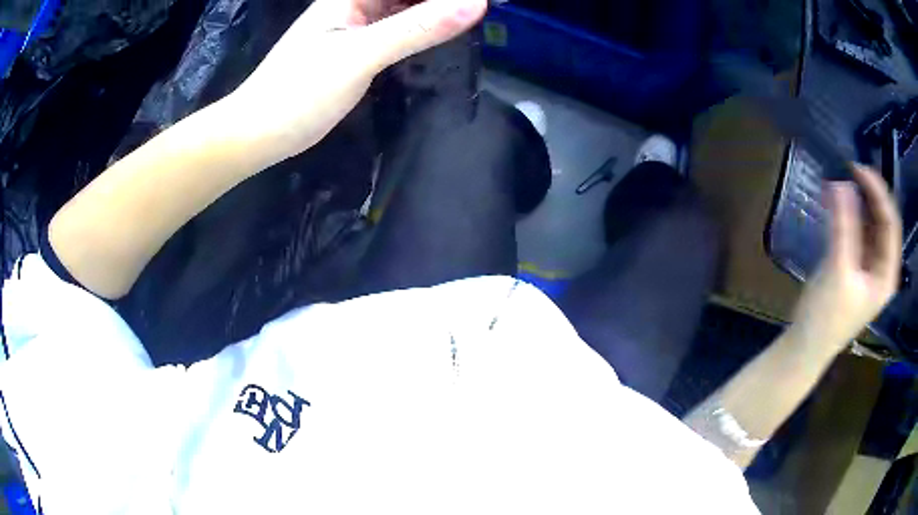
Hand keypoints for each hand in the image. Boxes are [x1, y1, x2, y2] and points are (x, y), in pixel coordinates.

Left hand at [226, 0, 486, 165]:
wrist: (256, 134)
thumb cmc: (297, 92)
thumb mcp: (359, 55)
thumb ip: (417, 28)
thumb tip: (477, 3)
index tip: (483, 3)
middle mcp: (355, 4)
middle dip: (444, 3)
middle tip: (486, 11)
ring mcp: (354, 28)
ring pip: (405, 11)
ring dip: (436, 15)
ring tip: (474, 22)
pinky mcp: (355, 52)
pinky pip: (397, 33)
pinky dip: (421, 35)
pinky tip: (442, 41)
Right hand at [790, 165, 902, 351]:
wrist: (806, 346)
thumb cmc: (827, 317)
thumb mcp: (838, 271)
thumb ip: (844, 227)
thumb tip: (842, 182)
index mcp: (887, 274)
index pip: (891, 223)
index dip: (879, 193)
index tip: (858, 169)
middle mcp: (882, 267)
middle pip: (883, 221)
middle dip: (869, 194)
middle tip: (850, 169)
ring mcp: (868, 265)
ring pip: (870, 223)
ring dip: (858, 201)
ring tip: (841, 179)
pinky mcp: (854, 264)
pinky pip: (857, 230)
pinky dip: (848, 213)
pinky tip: (836, 200)